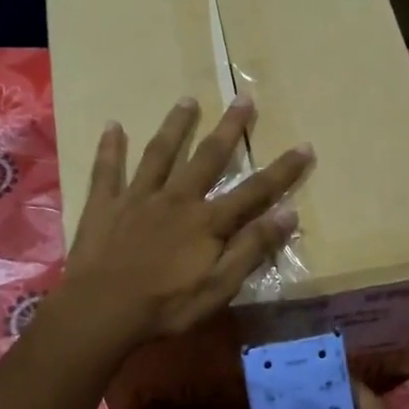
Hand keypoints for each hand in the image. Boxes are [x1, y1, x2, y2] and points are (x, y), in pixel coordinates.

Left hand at [62, 95, 311, 348]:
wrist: (103, 310)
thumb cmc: (166, 306)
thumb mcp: (219, 287)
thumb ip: (251, 249)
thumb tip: (288, 214)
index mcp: (207, 221)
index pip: (254, 191)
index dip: (282, 171)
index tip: (305, 146)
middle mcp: (176, 198)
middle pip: (207, 157)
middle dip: (229, 128)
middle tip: (242, 98)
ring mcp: (137, 197)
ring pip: (159, 153)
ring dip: (175, 125)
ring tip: (187, 100)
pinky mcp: (104, 204)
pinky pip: (107, 169)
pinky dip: (110, 147)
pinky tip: (113, 125)